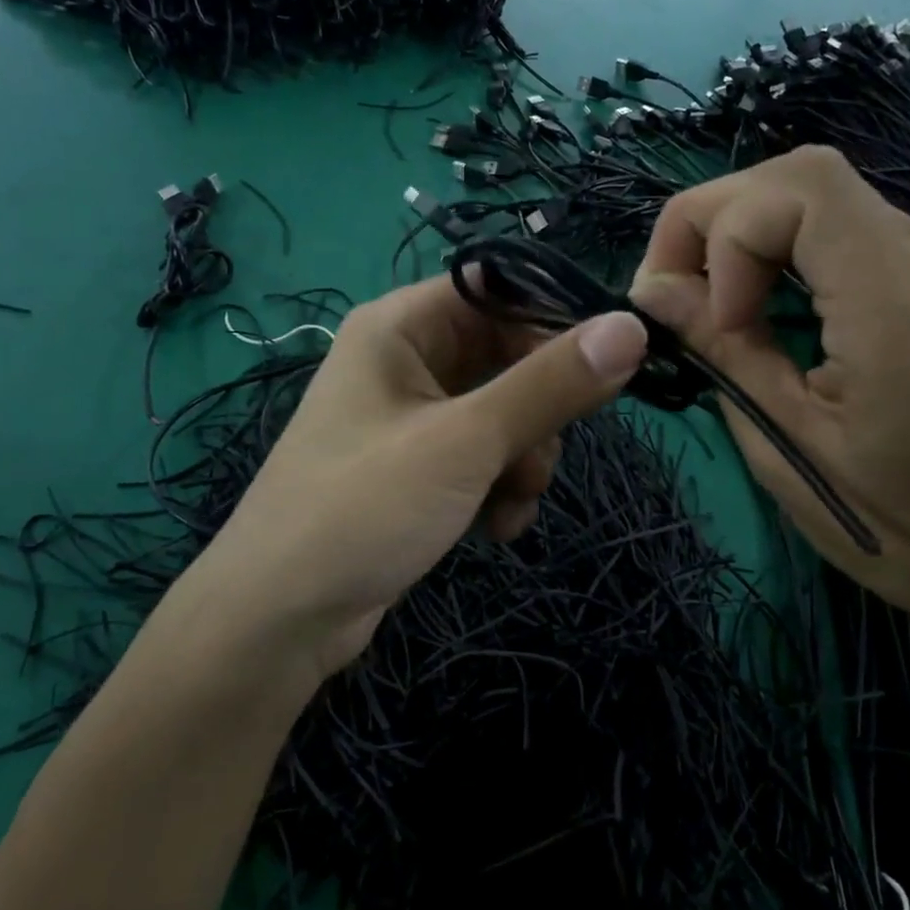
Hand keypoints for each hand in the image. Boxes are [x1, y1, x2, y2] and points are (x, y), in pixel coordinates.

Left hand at [193, 276, 646, 685]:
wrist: (278, 621)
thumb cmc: (363, 509)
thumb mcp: (465, 442)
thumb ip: (550, 385)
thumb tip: (631, 328)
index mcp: (401, 325)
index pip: (499, 289)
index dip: (556, 319)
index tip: (610, 362)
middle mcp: (404, 359)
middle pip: (506, 355)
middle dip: (538, 411)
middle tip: (544, 454)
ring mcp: (410, 417)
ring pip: (502, 413)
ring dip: (523, 458)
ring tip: (509, 502)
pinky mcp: (416, 467)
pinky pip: (481, 456)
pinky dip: (498, 486)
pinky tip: (494, 527)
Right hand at [628, 146, 909, 627]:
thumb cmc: (897, 525)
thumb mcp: (786, 445)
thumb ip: (722, 351)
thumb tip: (652, 289)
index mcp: (902, 308)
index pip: (801, 189)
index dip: (725, 232)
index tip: (710, 317)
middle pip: (803, 176)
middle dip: (717, 223)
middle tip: (680, 297)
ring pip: (820, 194)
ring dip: (747, 236)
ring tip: (720, 307)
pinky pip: (846, 225)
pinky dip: (785, 250)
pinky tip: (772, 307)